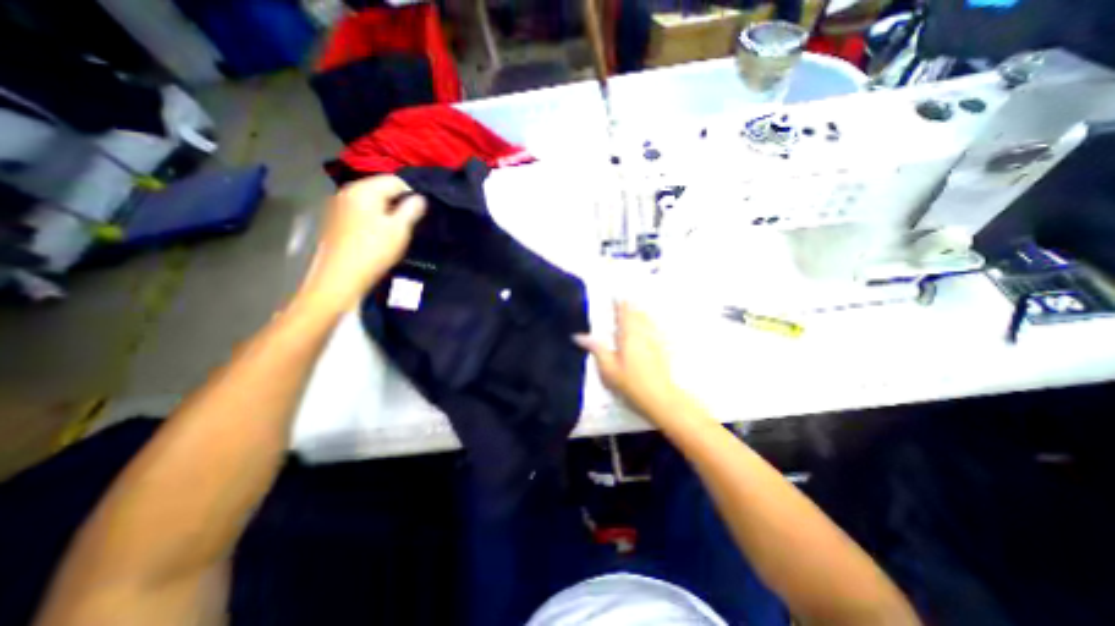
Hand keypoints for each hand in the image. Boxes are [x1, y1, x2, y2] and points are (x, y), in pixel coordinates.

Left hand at [296, 173, 427, 312]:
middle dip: (397, 202)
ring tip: (394, 230)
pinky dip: (372, 217)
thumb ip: (412, 210)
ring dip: (385, 211)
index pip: (394, 180)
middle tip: (408, 223)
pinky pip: (359, 211)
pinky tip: (377, 235)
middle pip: (379, 188)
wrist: (340, 277)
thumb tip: (419, 198)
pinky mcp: (334, 220)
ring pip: (370, 201)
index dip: (411, 194)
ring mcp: (338, 205)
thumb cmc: (374, 251)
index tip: (419, 213)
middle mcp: (348, 191)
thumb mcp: (399, 229)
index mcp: (364, 190)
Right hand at [574, 302, 688, 425]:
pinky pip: (654, 329)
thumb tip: (578, 336)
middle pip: (637, 313)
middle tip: (623, 300)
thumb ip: (595, 349)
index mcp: (628, 334)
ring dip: (640, 312)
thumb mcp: (607, 368)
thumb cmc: (629, 383)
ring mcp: (655, 339)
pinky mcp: (662, 348)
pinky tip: (648, 327)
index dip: (619, 302)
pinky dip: (649, 323)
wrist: (659, 397)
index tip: (614, 295)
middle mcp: (643, 332)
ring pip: (647, 319)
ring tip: (634, 309)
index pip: (624, 312)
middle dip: (630, 305)